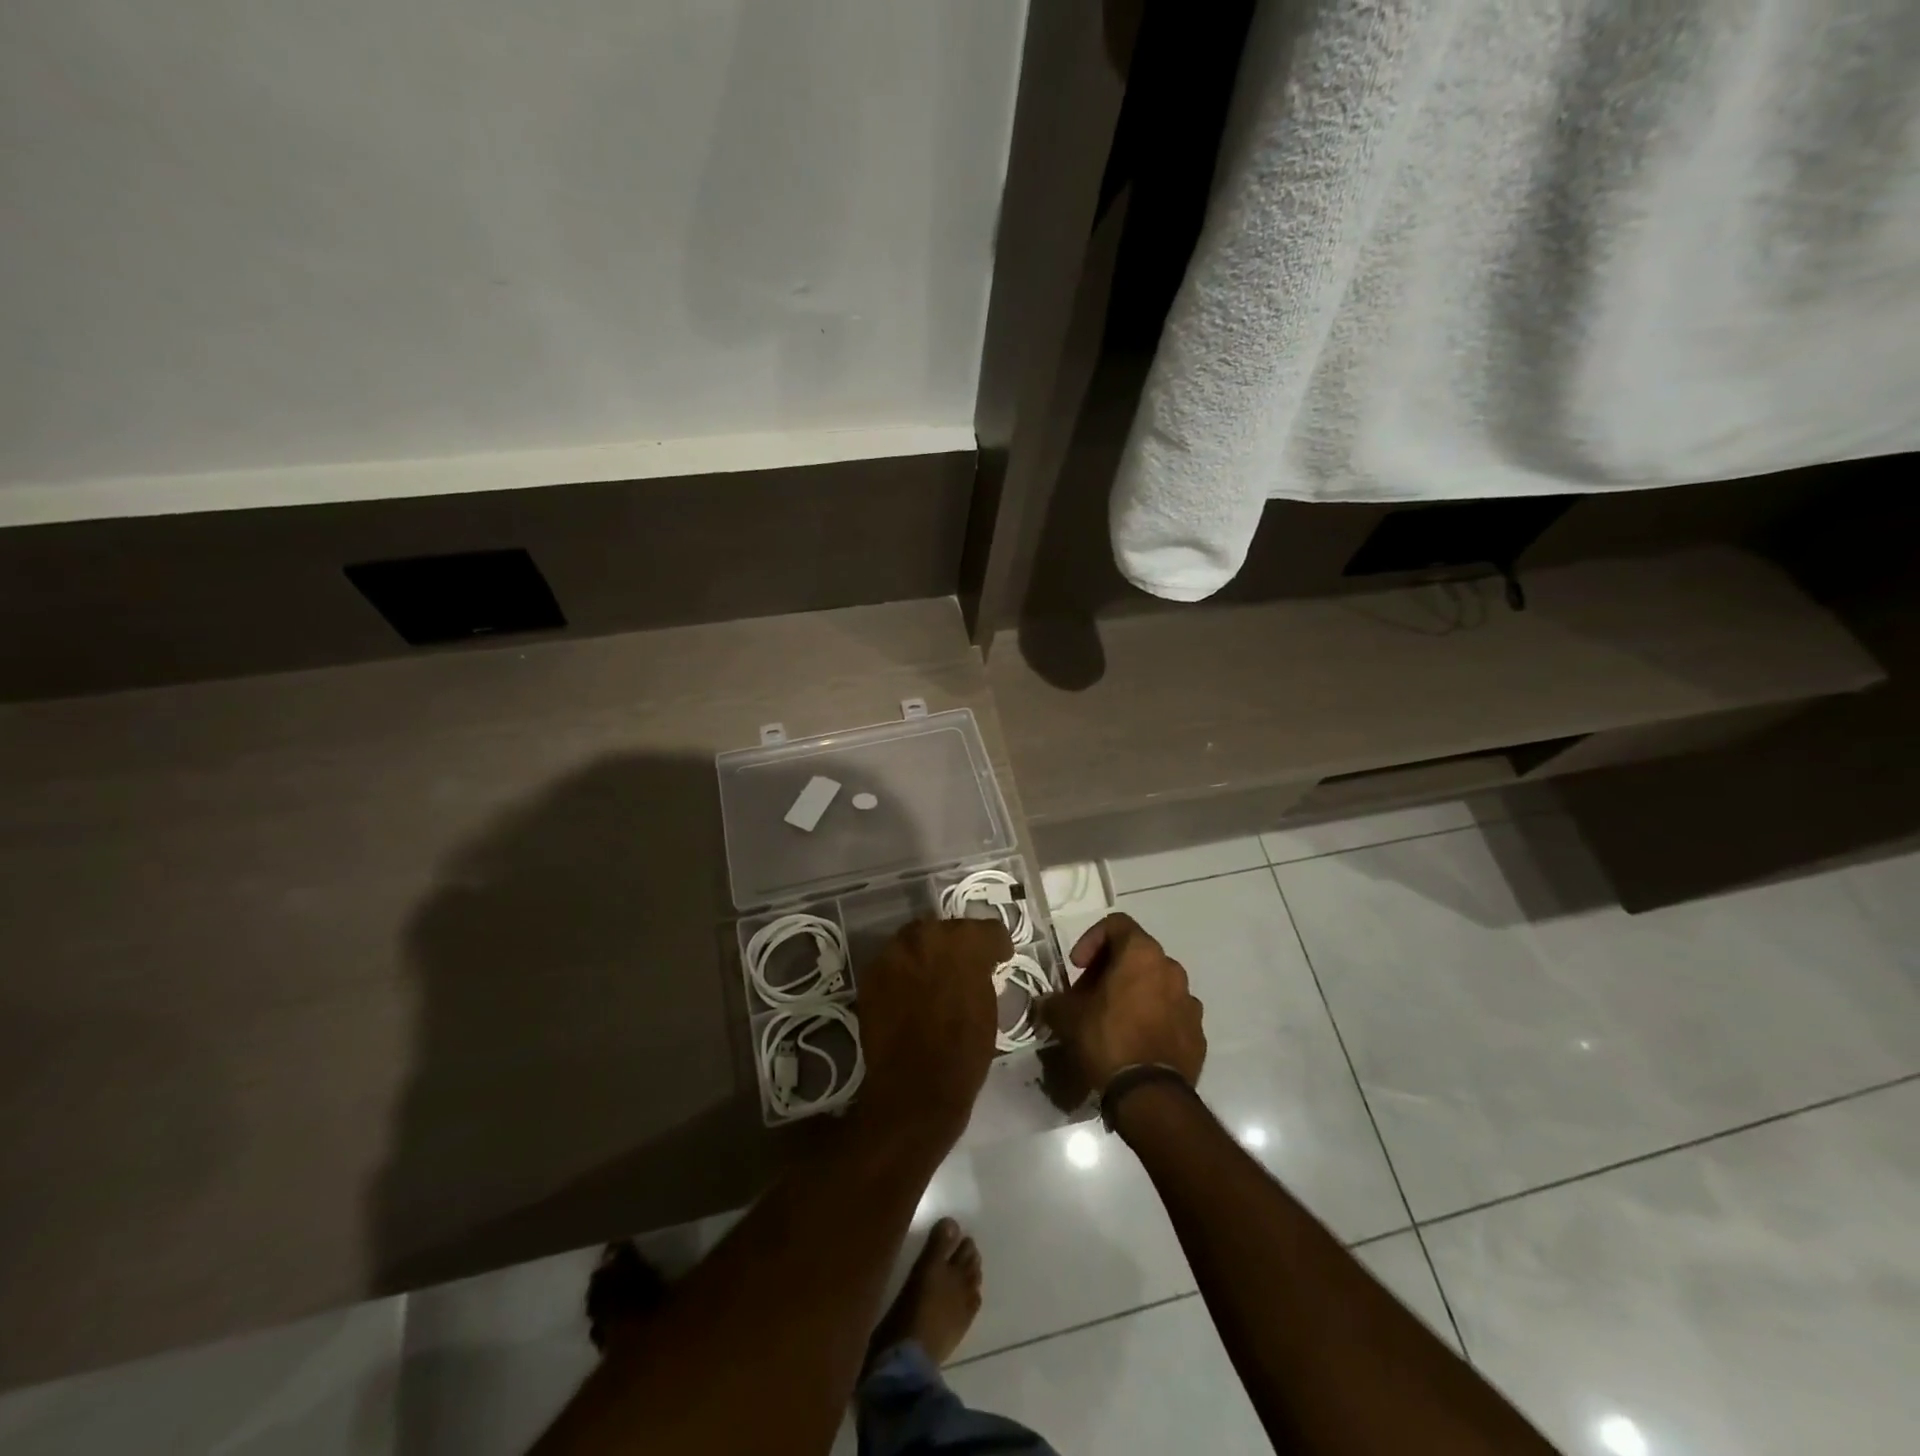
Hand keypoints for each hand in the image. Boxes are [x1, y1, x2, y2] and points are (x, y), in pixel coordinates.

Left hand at [856, 916, 1010, 1142]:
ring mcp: (895, 952)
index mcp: (965, 943)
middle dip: (958, 946)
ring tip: (933, 980)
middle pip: (948, 929)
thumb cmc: (964, 1053)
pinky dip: (905, 972)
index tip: (998, 960)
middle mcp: (927, 936)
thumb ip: (982, 975)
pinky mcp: (872, 973)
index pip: (988, 930)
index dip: (995, 946)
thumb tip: (978, 968)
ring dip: (928, 955)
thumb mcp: (989, 1008)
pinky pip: (894, 962)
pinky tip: (911, 995)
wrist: (915, 1087)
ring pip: (917, 941)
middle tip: (964, 969)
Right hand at [1036, 913, 1204, 1094]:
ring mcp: (1189, 1000)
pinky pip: (1171, 1013)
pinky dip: (1153, 1017)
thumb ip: (1054, 1001)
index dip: (1091, 939)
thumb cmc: (1107, 1040)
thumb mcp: (1067, 1017)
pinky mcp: (1198, 1030)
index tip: (1078, 967)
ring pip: (1156, 983)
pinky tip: (1136, 1041)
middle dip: (1111, 969)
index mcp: (1141, 953)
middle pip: (1137, 954)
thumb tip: (1045, 1003)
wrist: (1150, 1095)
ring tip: (1113, 1019)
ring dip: (1134, 992)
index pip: (1116, 924)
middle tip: (1089, 994)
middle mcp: (1171, 968)